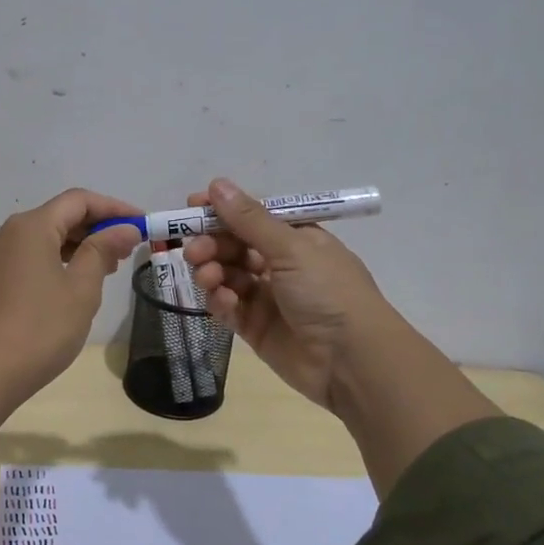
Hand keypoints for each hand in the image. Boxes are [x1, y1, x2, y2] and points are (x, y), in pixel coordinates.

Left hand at [0, 188, 143, 399]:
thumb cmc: (41, 328)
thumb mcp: (81, 288)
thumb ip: (103, 251)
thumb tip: (124, 229)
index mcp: (30, 227)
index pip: (78, 201)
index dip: (113, 208)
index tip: (141, 223)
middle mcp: (6, 233)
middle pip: (57, 216)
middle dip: (95, 227)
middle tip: (128, 249)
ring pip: (42, 237)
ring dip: (75, 245)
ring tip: (107, 267)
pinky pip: (27, 256)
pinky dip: (54, 260)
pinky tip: (72, 281)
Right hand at [183, 177, 396, 414]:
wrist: (352, 360)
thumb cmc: (328, 292)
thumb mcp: (291, 248)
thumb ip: (250, 220)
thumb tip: (218, 184)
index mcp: (296, 238)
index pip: (252, 217)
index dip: (223, 211)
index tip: (191, 207)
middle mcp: (281, 264)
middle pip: (234, 246)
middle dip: (211, 244)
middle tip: (194, 250)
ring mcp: (267, 297)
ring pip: (227, 275)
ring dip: (212, 271)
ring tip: (207, 277)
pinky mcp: (255, 327)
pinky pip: (228, 307)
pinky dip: (221, 301)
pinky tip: (224, 302)